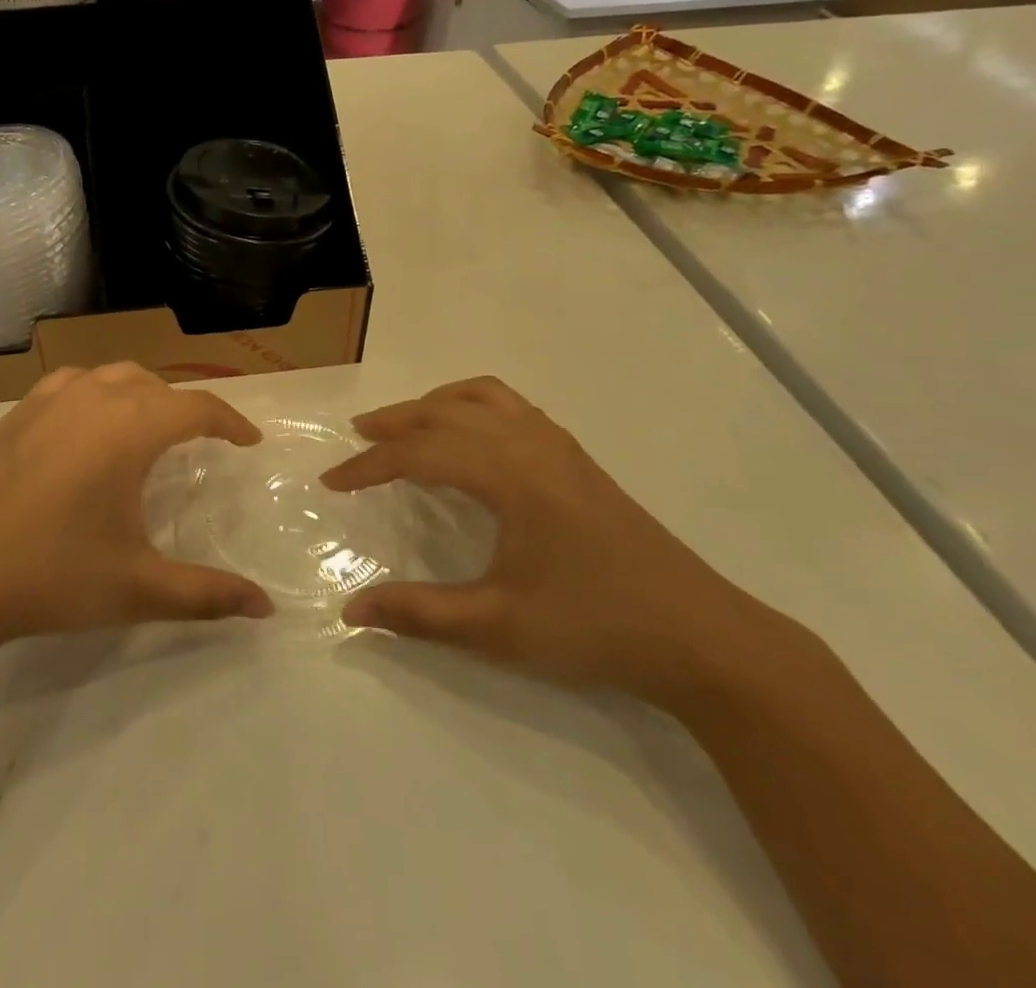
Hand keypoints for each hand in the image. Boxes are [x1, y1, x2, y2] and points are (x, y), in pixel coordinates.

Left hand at [0, 364, 273, 656]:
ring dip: (144, 396)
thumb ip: (207, 595)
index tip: (249, 441)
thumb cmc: (49, 575)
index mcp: (129, 427)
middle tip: (204, 443)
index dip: (231, 421)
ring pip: (114, 377)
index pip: (197, 407)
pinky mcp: (15, 412)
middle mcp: (93, 397)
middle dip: (188, 409)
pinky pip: (74, 385)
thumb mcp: (136, 588)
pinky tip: (88, 429)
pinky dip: (100, 395)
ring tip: (151, 430)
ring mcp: (47, 399)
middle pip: (157, 386)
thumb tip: (265, 608)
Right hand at [322, 377, 779, 706]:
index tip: (331, 483)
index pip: (420, 453)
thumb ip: (419, 615)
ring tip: (404, 426)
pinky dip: (471, 405)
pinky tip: (468, 437)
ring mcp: (559, 446)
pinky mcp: (576, 458)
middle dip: (394, 423)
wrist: (703, 638)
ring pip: (481, 397)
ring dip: (433, 404)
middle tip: (355, 440)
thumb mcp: (498, 629)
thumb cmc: (596, 629)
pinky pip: (511, 406)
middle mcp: (531, 444)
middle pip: (445, 411)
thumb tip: (350, 612)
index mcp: (510, 475)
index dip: (369, 466)